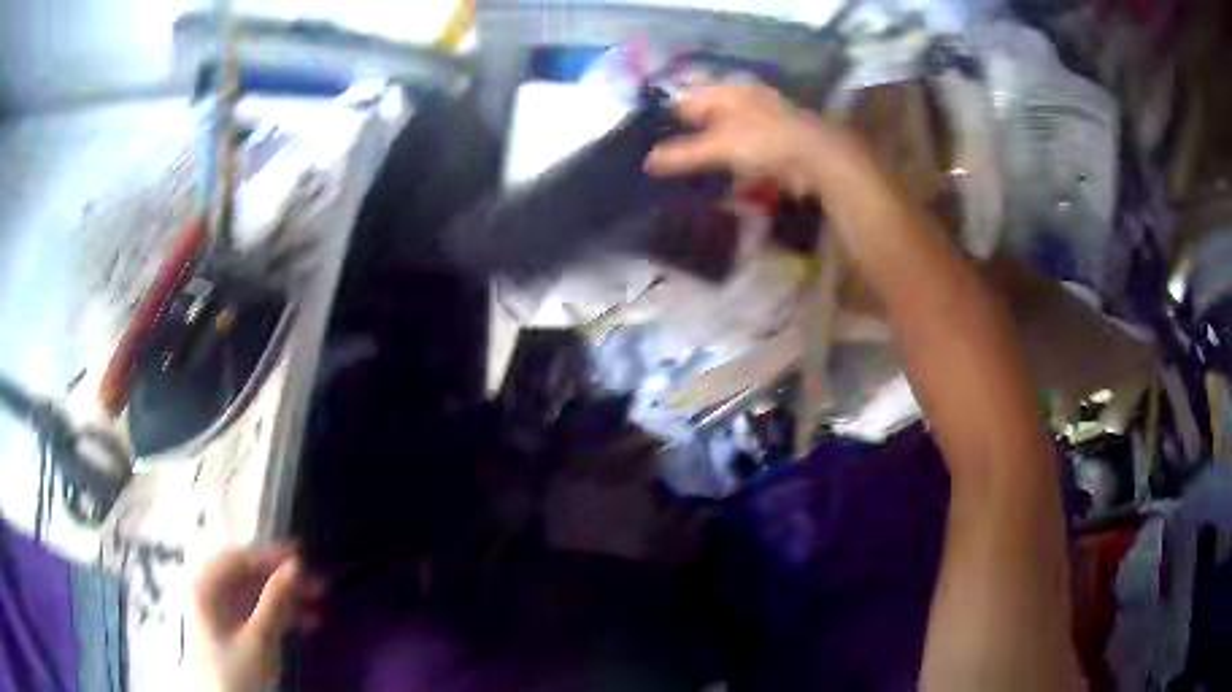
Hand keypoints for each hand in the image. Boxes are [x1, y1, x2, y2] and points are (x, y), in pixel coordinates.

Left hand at [191, 544, 323, 691]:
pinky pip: (255, 612)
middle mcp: (210, 592)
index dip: (271, 556)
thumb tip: (296, 564)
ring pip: (255, 595)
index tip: (303, 556)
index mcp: (207, 587)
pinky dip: (279, 615)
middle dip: (283, 581)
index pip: (239, 559)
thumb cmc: (238, 672)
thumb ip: (276, 601)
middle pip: (248, 576)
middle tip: (317, 586)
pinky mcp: (230, 630)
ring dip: (286, 599)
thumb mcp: (260, 640)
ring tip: (318, 606)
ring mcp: (219, 612)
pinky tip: (305, 623)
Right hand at [644, 84, 857, 195]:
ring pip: (725, 144)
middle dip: (689, 144)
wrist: (816, 158)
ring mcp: (760, 126)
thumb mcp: (716, 147)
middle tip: (666, 168)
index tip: (650, 144)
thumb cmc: (762, 140)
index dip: (668, 120)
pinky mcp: (773, 150)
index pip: (686, 101)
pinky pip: (744, 163)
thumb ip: (681, 155)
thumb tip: (647, 162)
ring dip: (711, 163)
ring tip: (690, 185)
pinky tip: (723, 195)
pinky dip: (733, 177)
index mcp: (726, 93)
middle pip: (706, 123)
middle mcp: (742, 103)